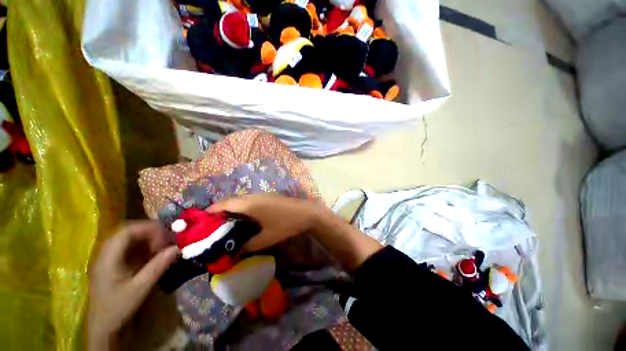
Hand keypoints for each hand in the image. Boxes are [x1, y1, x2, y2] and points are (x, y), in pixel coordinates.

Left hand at [88, 221, 178, 349]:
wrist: (104, 326)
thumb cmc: (118, 307)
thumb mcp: (140, 288)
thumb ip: (158, 266)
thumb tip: (177, 248)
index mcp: (108, 257)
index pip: (127, 231)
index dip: (149, 228)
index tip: (166, 236)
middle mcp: (106, 253)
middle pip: (129, 231)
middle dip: (151, 232)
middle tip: (168, 240)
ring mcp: (109, 258)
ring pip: (130, 238)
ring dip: (149, 239)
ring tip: (164, 246)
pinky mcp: (114, 263)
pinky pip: (131, 247)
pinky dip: (145, 246)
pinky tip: (155, 253)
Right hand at [207, 194, 323, 252]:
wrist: (306, 212)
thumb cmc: (286, 224)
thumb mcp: (267, 238)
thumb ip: (248, 245)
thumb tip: (234, 252)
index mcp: (249, 204)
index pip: (224, 204)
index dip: (210, 211)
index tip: (200, 221)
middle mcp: (253, 196)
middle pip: (230, 201)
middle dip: (218, 211)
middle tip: (210, 226)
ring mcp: (261, 195)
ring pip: (240, 200)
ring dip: (230, 208)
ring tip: (223, 224)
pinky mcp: (267, 197)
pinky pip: (248, 200)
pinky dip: (241, 207)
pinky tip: (242, 219)